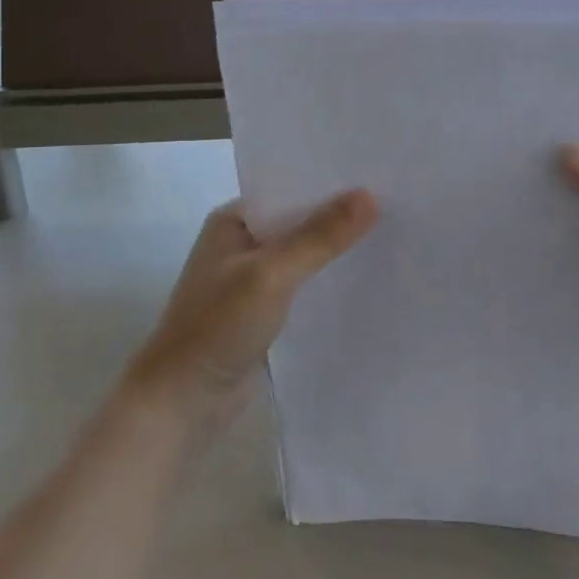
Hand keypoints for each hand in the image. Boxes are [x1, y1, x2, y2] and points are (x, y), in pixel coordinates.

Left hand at [124, 191, 378, 424]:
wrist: (182, 404)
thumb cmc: (217, 327)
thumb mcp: (271, 275)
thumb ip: (319, 237)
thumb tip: (370, 196)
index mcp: (234, 220)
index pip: (290, 188)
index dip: (331, 182)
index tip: (378, 175)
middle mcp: (244, 242)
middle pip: (300, 220)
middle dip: (340, 216)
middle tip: (396, 204)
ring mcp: (253, 278)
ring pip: (305, 254)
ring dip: (337, 250)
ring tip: (391, 235)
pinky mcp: (265, 311)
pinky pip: (305, 285)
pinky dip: (329, 280)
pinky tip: (366, 278)